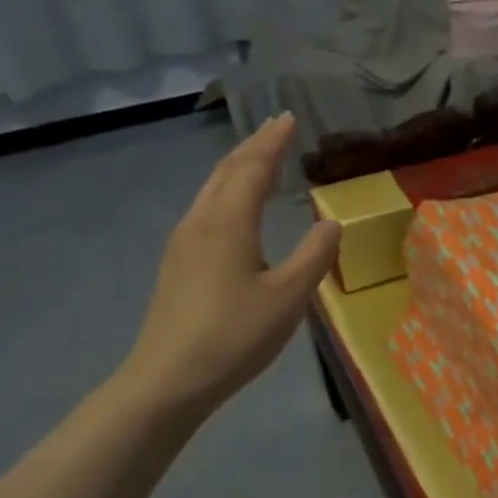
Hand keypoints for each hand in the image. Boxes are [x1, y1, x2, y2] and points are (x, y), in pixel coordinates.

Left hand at [116, 113, 340, 416]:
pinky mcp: (177, 263)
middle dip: (253, 145)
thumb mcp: (289, 296)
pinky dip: (227, 188)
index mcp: (228, 222)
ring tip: (259, 156)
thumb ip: (315, 255)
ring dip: (237, 165)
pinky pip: (206, 207)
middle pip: (226, 170)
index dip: (272, 141)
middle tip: (276, 126)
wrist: (167, 380)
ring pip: (212, 188)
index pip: (253, 167)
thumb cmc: (234, 335)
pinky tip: (236, 204)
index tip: (289, 116)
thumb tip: (330, 222)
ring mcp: (183, 242)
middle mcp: (201, 222)